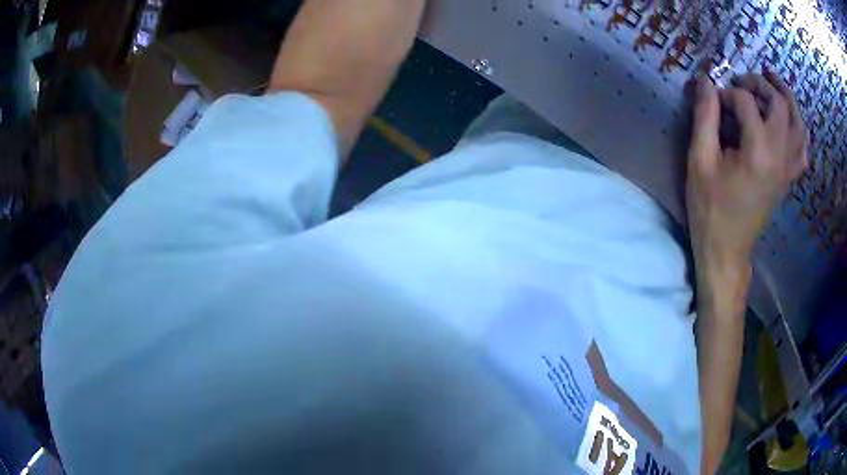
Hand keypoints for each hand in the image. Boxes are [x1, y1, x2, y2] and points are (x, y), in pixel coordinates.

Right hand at [687, 73, 807, 272]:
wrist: (727, 250)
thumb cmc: (710, 208)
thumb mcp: (700, 160)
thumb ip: (705, 117)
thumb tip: (706, 82)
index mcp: (758, 151)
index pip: (746, 102)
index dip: (726, 92)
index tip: (713, 100)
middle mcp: (779, 156)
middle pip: (780, 104)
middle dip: (761, 84)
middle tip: (744, 81)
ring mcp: (788, 169)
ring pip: (798, 124)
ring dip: (787, 99)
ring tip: (773, 85)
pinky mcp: (789, 179)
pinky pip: (803, 150)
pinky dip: (799, 131)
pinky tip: (789, 124)